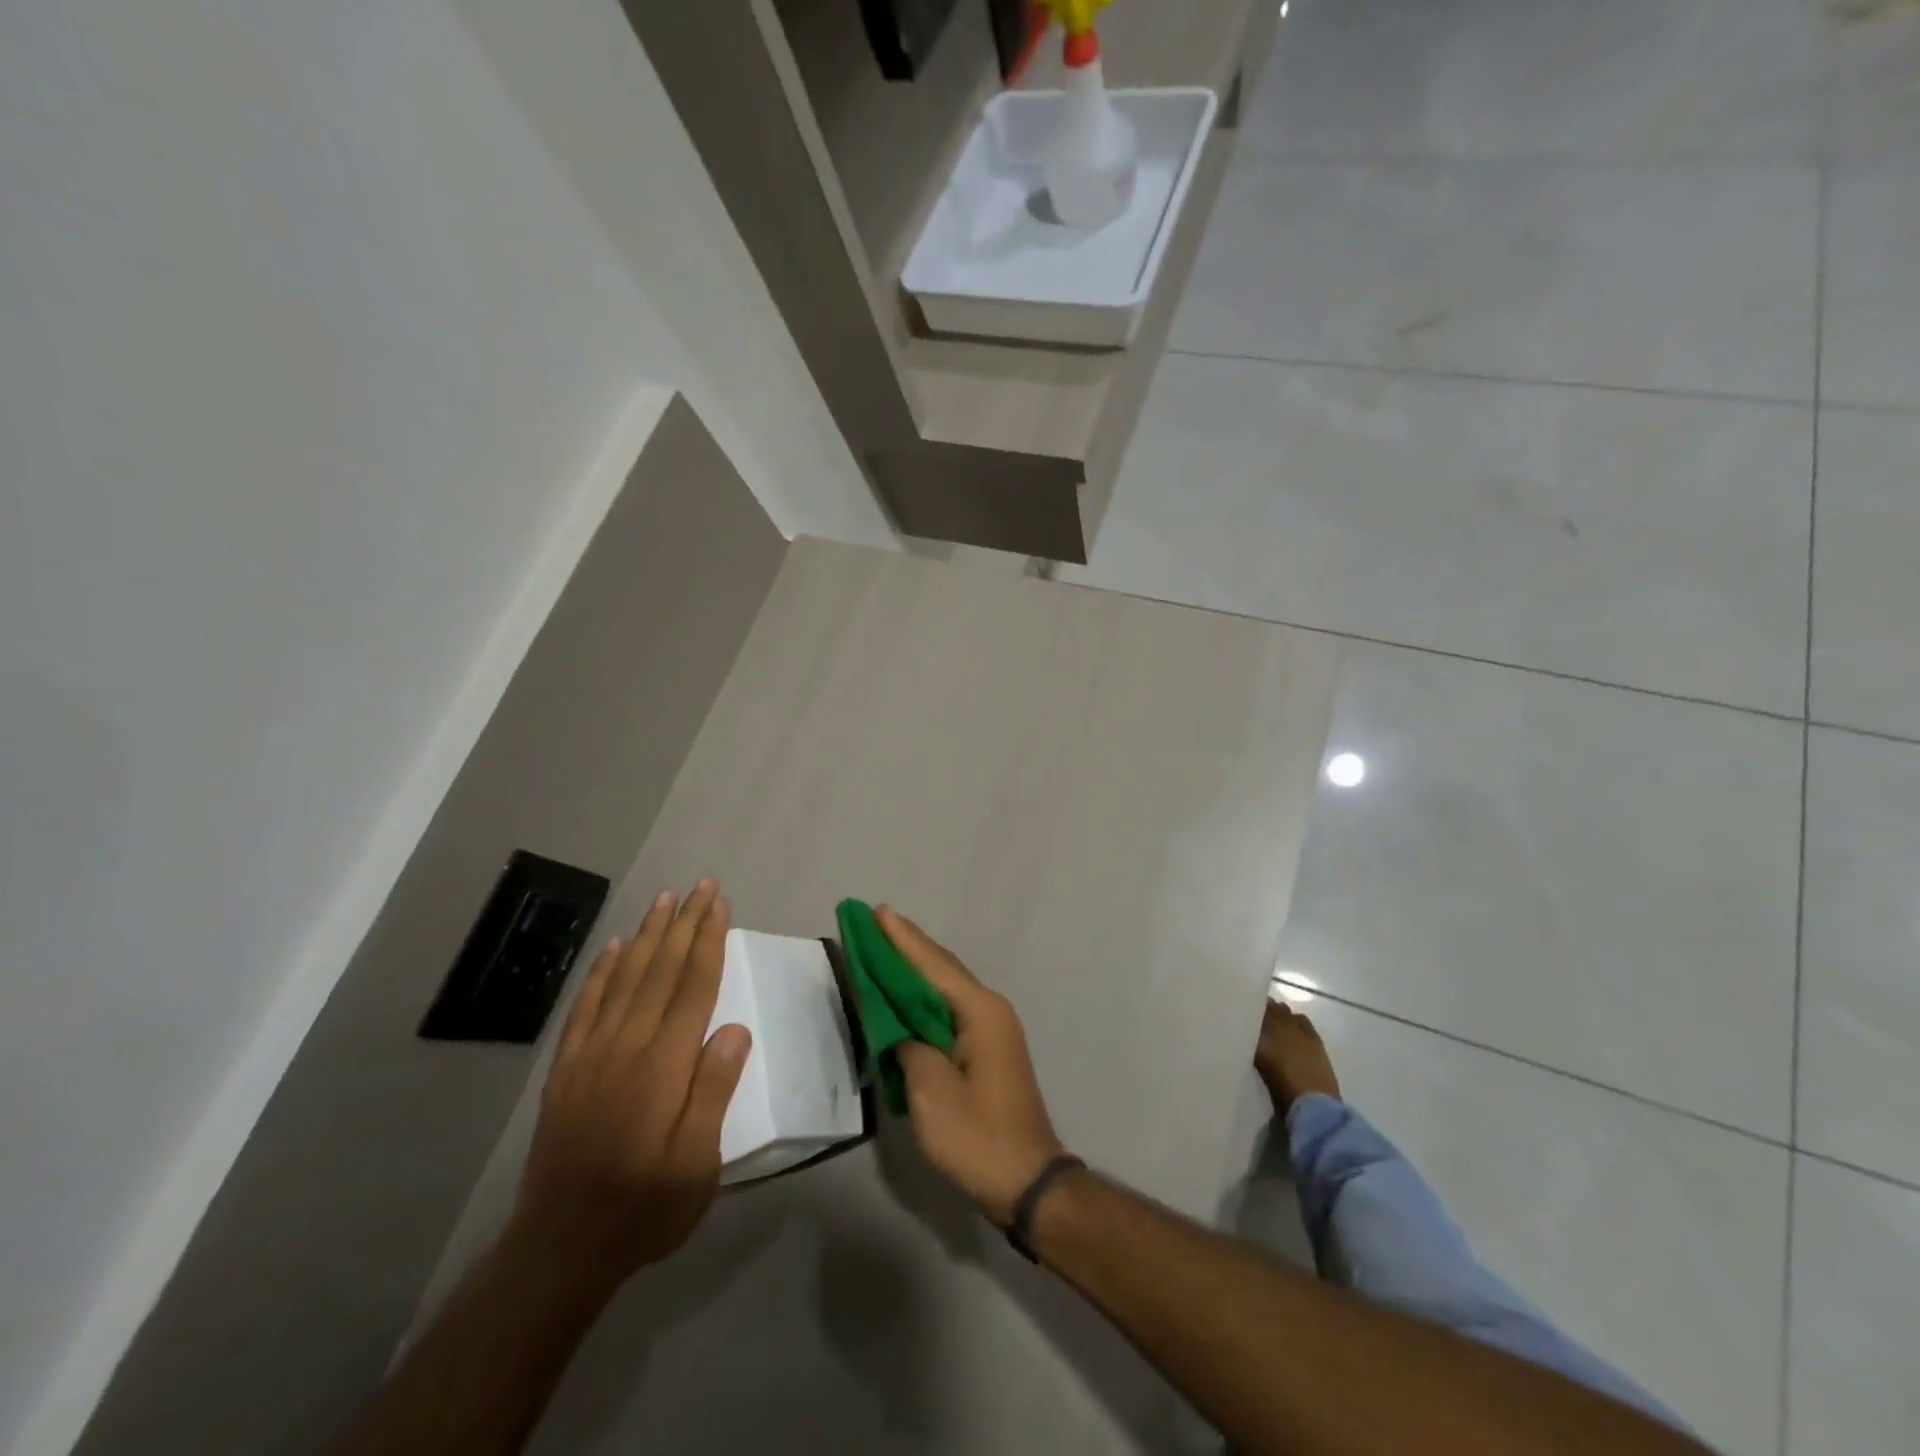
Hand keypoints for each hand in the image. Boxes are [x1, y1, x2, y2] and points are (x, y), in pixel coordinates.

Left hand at [511, 880, 750, 1284]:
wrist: (559, 1248)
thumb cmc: (644, 1208)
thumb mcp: (697, 1166)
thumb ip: (713, 1093)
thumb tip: (733, 1029)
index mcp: (662, 1067)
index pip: (692, 987)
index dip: (708, 941)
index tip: (719, 903)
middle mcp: (626, 1047)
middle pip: (660, 970)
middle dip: (683, 923)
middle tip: (699, 886)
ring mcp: (590, 1054)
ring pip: (624, 978)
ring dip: (646, 935)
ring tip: (663, 900)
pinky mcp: (566, 1069)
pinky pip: (586, 1006)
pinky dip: (601, 971)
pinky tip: (614, 949)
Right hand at [880, 907, 1065, 1225]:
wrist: (1027, 1181)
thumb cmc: (977, 1135)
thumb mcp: (930, 1091)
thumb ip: (908, 1047)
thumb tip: (900, 1030)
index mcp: (979, 1011)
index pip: (932, 964)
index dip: (902, 938)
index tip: (877, 911)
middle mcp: (989, 1010)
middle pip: (942, 969)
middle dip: (908, 946)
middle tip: (874, 922)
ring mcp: (991, 1030)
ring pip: (946, 988)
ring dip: (915, 970)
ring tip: (884, 948)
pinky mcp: (987, 1050)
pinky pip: (949, 1010)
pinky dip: (924, 998)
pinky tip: (906, 996)